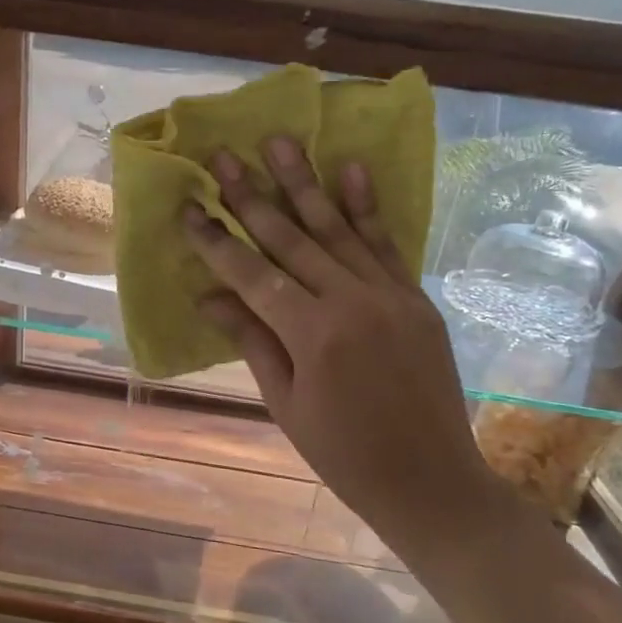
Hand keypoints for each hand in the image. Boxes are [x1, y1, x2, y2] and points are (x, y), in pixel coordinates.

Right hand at [187, 137, 526, 550]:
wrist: (432, 481)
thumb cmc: (345, 454)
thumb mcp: (286, 404)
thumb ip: (253, 341)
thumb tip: (209, 296)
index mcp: (313, 335)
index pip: (252, 275)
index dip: (216, 241)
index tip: (189, 208)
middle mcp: (352, 302)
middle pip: (291, 239)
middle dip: (252, 196)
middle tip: (224, 156)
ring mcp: (390, 295)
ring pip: (337, 229)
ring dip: (305, 183)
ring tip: (279, 141)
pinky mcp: (415, 298)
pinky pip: (386, 244)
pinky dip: (366, 207)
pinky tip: (350, 169)